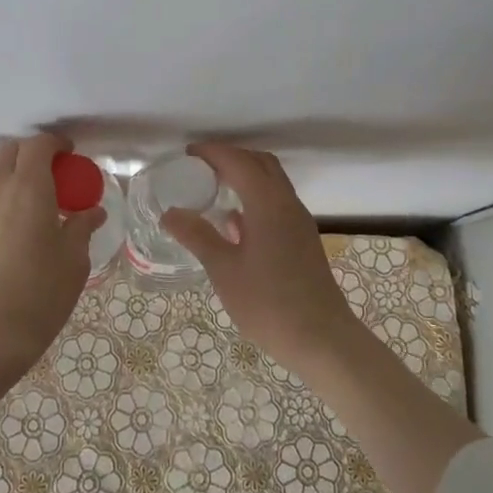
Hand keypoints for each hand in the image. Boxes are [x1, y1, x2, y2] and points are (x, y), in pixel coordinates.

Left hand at [0, 133, 102, 421]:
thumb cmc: (36, 298)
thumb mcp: (73, 264)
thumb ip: (81, 229)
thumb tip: (91, 212)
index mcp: (27, 188)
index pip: (38, 145)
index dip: (56, 144)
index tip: (72, 157)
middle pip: (11, 153)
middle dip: (33, 155)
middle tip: (55, 178)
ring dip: (14, 179)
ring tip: (36, 207)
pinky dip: (0, 202)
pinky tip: (15, 232)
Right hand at [166, 142, 480, 492]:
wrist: (322, 339)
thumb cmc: (269, 303)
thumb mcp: (224, 269)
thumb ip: (197, 236)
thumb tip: (170, 213)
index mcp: (268, 203)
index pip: (238, 161)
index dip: (213, 153)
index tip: (187, 154)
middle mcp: (287, 203)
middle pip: (260, 163)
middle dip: (231, 157)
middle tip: (201, 166)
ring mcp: (299, 221)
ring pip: (272, 182)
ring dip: (246, 175)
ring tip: (215, 187)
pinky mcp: (302, 239)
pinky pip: (277, 202)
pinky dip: (255, 197)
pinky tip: (235, 222)